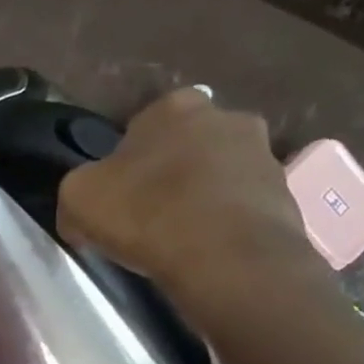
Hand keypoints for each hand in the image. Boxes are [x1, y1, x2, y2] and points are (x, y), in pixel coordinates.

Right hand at [56, 89, 318, 309]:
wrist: (227, 258)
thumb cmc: (146, 213)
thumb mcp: (77, 198)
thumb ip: (78, 190)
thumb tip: (85, 209)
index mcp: (174, 106)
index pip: (143, 124)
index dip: (127, 158)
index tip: (118, 191)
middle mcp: (227, 117)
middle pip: (187, 144)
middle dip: (171, 170)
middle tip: (148, 210)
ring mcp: (265, 155)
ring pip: (219, 173)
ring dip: (202, 196)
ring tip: (179, 236)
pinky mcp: (287, 195)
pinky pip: (243, 206)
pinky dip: (226, 222)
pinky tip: (206, 250)